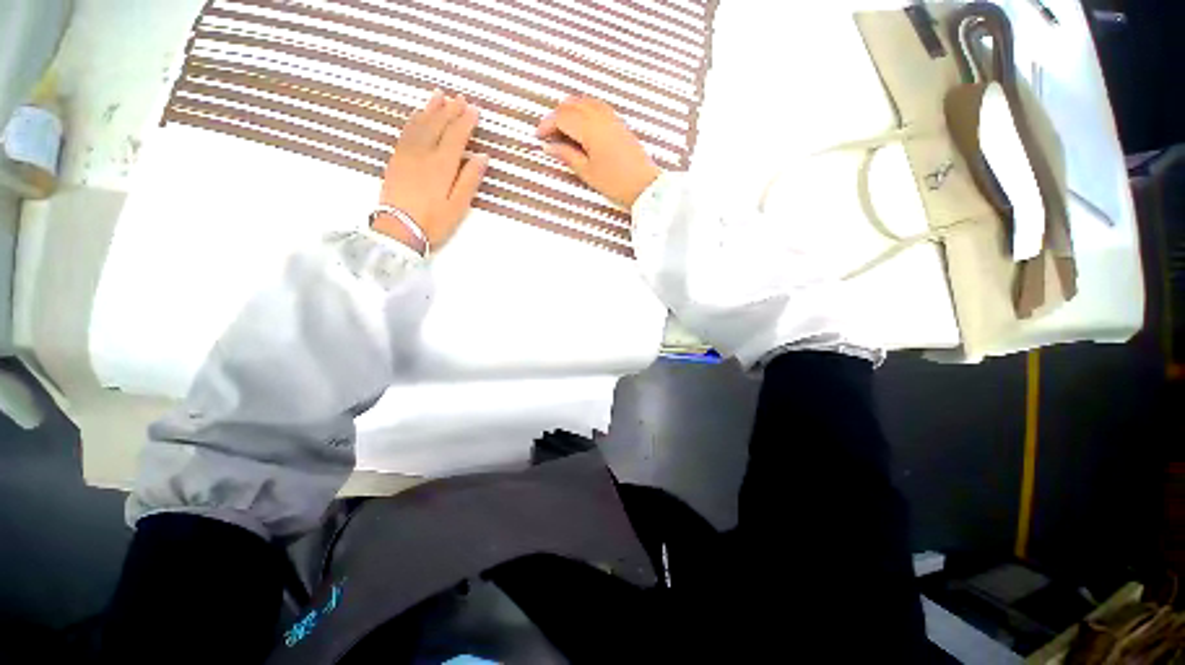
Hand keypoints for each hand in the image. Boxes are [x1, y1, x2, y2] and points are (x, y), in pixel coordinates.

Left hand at [377, 91, 488, 251]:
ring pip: (420, 123)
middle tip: (460, 98)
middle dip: (450, 110)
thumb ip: (470, 179)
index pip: (456, 135)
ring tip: (439, 96)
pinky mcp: (396, 158)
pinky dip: (415, 119)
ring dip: (431, 108)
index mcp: (442, 164)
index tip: (475, 109)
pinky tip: (419, 114)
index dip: (466, 121)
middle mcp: (423, 152)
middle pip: (438, 125)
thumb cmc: (434, 221)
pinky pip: (406, 131)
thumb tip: (482, 157)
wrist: (398, 229)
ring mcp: (406, 153)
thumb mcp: (459, 206)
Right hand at [536, 96, 661, 208]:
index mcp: (590, 128)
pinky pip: (596, 106)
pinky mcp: (619, 123)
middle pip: (571, 105)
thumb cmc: (616, 183)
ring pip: (584, 102)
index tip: (538, 136)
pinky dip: (583, 111)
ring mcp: (612, 117)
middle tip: (549, 135)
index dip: (547, 125)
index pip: (561, 117)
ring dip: (570, 111)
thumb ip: (567, 155)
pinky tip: (581, 127)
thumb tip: (549, 147)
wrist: (645, 186)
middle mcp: (600, 116)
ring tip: (563, 131)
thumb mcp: (587, 172)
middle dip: (556, 116)